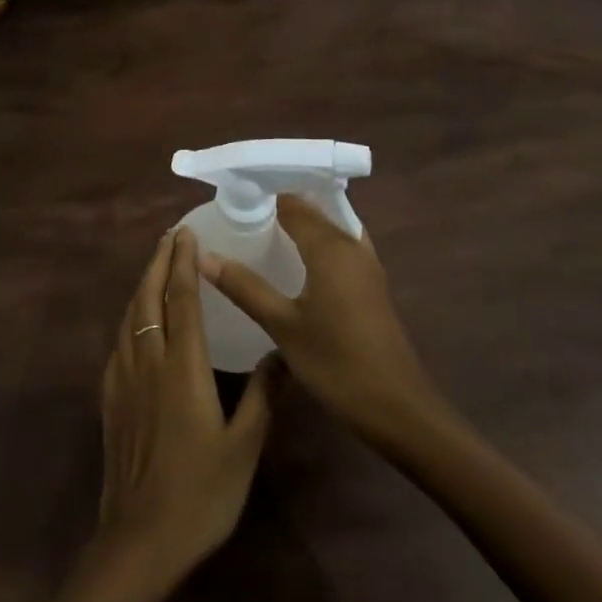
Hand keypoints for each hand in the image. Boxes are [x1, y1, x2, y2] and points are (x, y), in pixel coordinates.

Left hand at [95, 228, 280, 592]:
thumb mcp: (245, 448)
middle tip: (170, 236)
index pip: (182, 300)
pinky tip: (135, 322)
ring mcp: (123, 379)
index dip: (185, 264)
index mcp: (183, 368)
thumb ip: (265, 396)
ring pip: (129, 317)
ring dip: (143, 285)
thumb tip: (285, 355)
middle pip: (149, 298)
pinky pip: (118, 342)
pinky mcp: (109, 399)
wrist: (140, 539)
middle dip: (159, 262)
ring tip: (155, 266)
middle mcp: (148, 362)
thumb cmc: (201, 494)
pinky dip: (129, 317)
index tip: (186, 234)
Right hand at [199, 195, 433, 438]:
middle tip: (240, 210)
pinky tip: (295, 261)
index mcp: (331, 246)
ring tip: (262, 228)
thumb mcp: (282, 326)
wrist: (398, 408)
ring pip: (330, 227)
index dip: (264, 193)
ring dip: (301, 223)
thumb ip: (244, 287)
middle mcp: (352, 245)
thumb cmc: (337, 363)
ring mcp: (366, 265)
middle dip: (281, 204)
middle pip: (314, 210)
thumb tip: (203, 256)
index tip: (232, 194)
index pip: (293, 202)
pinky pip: (340, 246)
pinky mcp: (371, 284)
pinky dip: (317, 242)